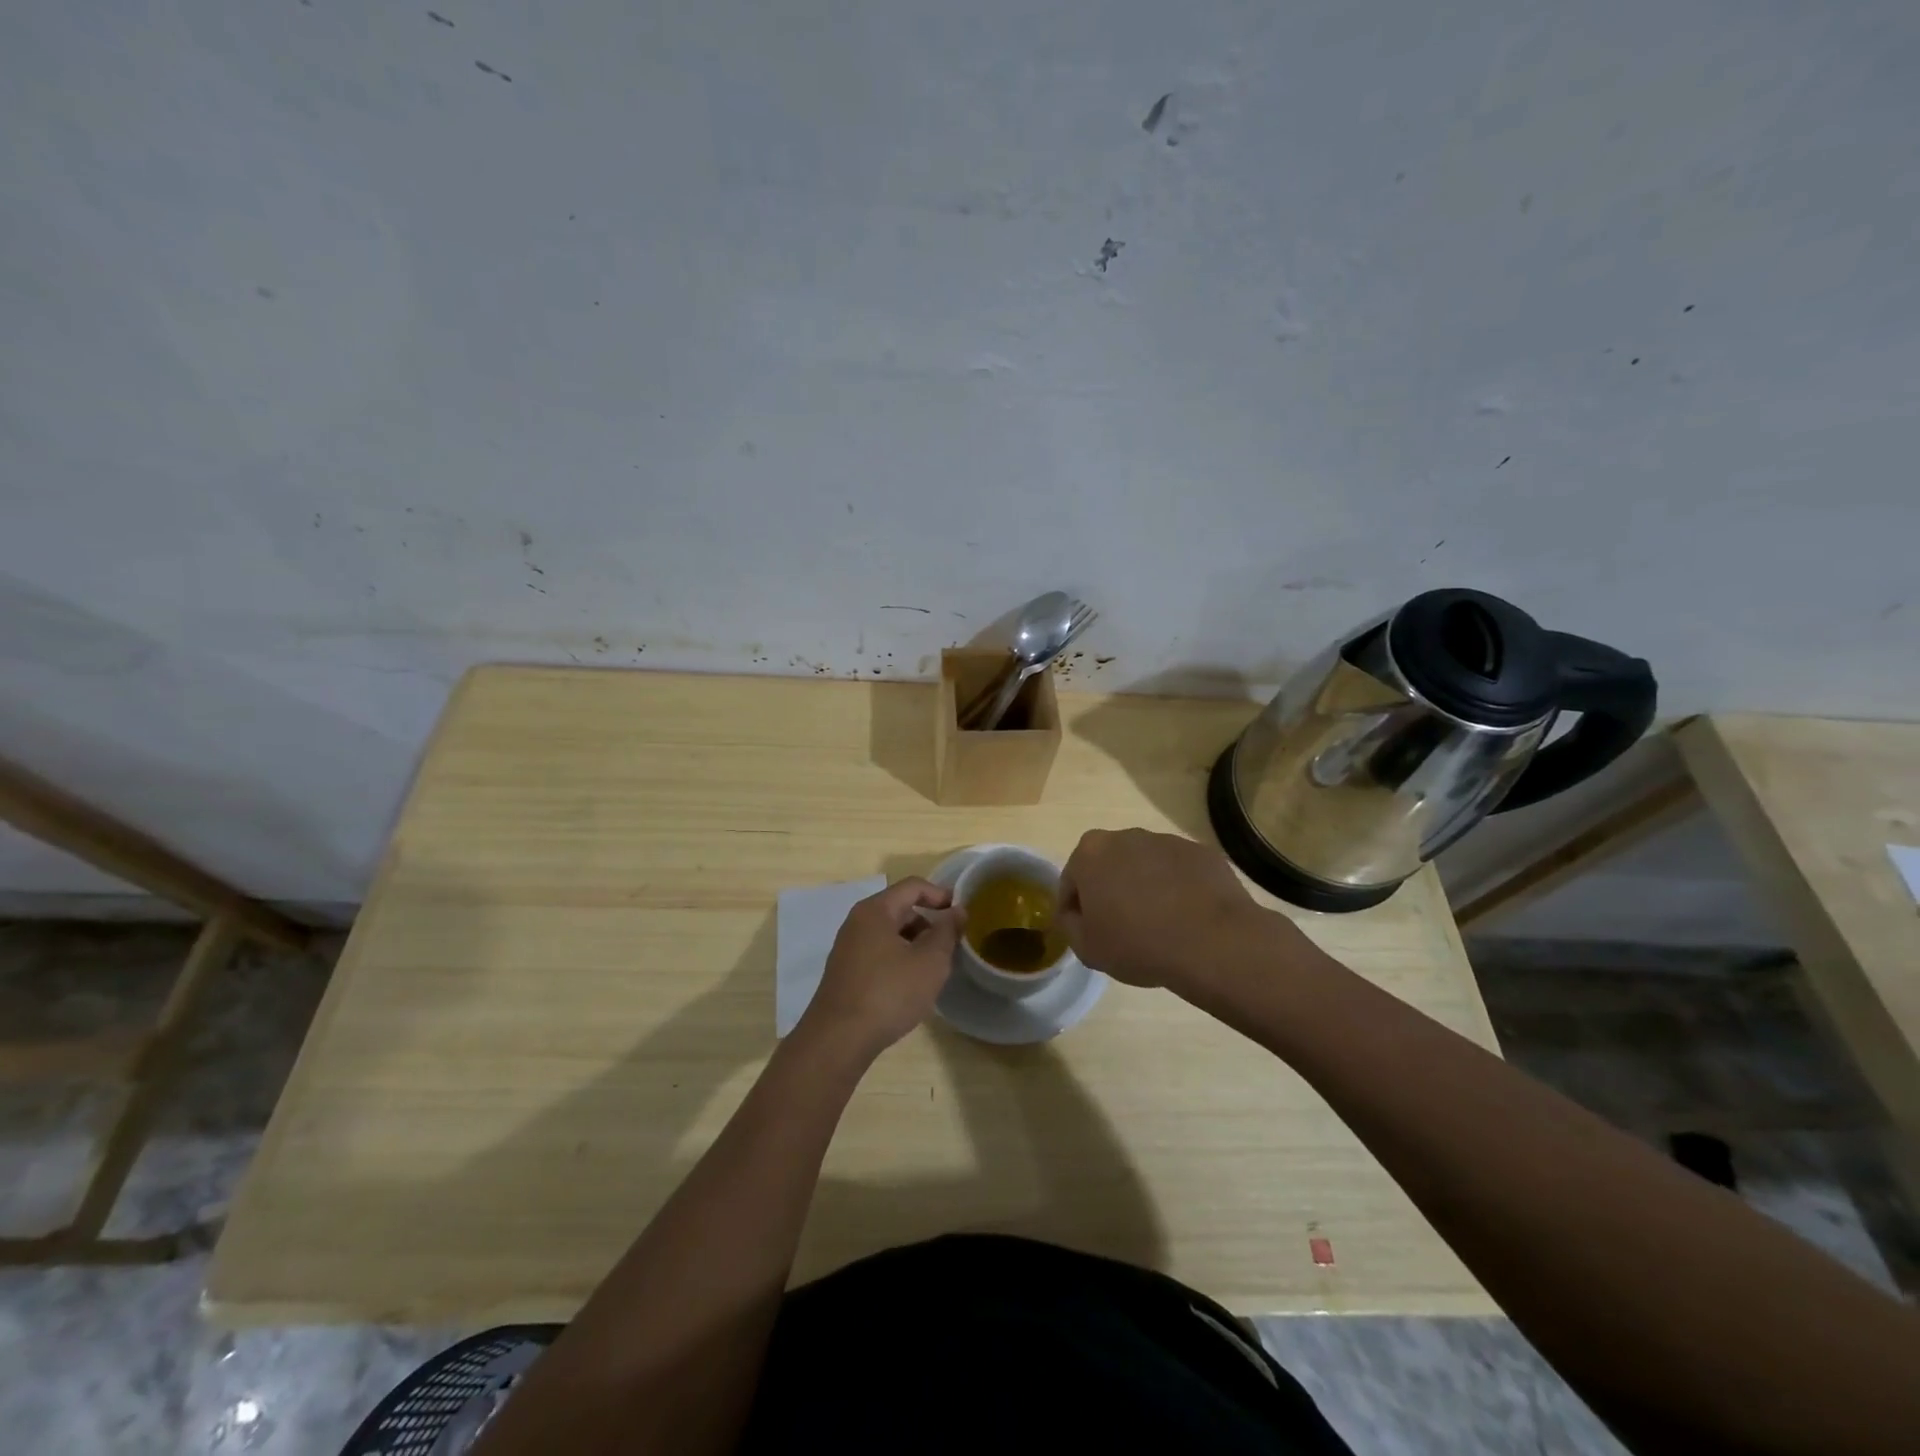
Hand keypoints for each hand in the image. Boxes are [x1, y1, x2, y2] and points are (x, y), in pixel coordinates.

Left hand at [798, 878, 964, 1059]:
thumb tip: (956, 911)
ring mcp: (848, 948)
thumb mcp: (930, 961)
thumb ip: (947, 932)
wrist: (838, 1039)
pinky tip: (909, 986)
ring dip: (914, 944)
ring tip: (933, 969)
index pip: (912, 886)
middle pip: (899, 909)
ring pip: (889, 933)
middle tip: (950, 946)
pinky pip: (878, 953)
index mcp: (875, 910)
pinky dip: (898, 959)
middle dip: (928, 923)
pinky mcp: (845, 972)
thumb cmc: (889, 992)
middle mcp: (857, 922)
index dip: (940, 894)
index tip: (961, 912)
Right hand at [1057, 828, 1288, 989]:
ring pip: (1145, 865)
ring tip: (1159, 925)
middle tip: (1122, 928)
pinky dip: (1178, 889)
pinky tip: (1186, 919)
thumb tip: (1077, 914)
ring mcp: (1166, 841)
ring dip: (1145, 887)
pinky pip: (1179, 871)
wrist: (1212, 942)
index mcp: (1090, 853)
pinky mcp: (1200, 852)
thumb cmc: (1138, 944)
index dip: (1075, 909)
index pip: (1070, 881)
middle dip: (1110, 890)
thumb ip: (1071, 925)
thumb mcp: (1087, 948)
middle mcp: (1125, 836)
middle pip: (1108, 865)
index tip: (1087, 932)